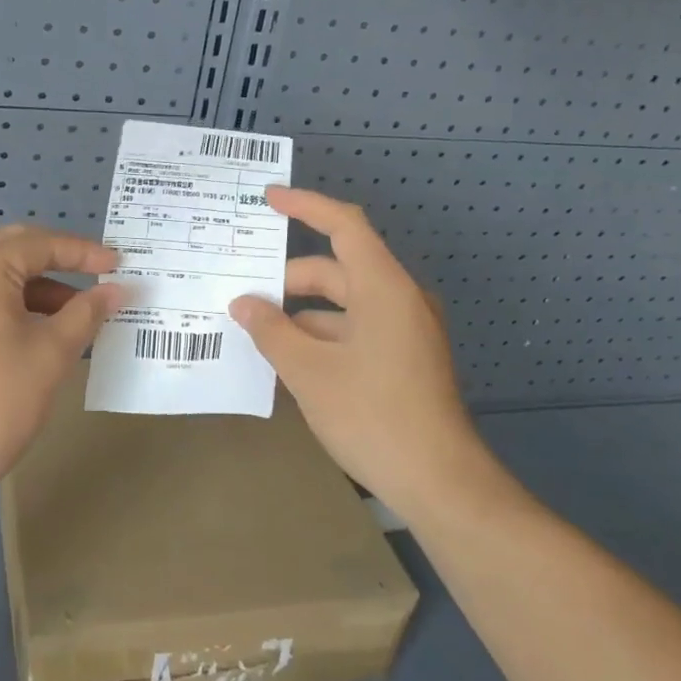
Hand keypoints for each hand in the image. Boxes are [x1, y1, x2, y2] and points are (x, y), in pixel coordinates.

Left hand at [0, 225, 121, 501]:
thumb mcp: (51, 354)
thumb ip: (87, 312)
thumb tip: (117, 290)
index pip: (40, 244)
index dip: (84, 253)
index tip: (120, 265)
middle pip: (13, 250)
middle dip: (59, 265)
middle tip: (99, 281)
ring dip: (34, 288)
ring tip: (75, 316)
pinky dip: (7, 303)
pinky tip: (36, 328)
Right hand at [228, 187, 479, 504]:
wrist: (439, 482)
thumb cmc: (372, 416)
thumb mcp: (309, 372)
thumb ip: (271, 331)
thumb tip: (243, 304)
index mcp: (383, 288)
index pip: (343, 226)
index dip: (305, 205)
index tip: (267, 198)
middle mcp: (398, 300)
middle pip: (336, 270)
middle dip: (287, 280)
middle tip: (242, 295)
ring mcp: (404, 331)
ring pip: (343, 305)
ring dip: (300, 314)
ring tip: (255, 332)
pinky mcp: (402, 359)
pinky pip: (354, 331)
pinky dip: (320, 337)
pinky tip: (287, 361)